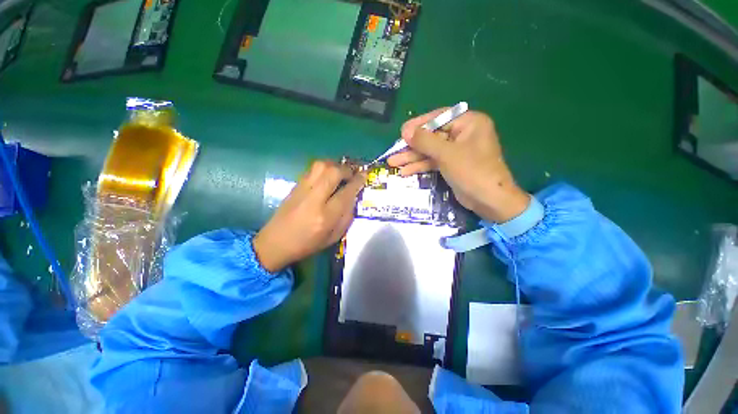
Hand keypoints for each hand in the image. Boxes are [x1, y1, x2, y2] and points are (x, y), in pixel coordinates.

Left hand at [253, 160, 365, 271]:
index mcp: (325, 216)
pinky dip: (324, 168)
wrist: (275, 243)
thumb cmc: (307, 244)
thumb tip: (353, 197)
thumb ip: (346, 217)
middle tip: (352, 174)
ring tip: (340, 173)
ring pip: (321, 166)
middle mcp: (314, 199)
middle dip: (346, 170)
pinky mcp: (295, 186)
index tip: (364, 176)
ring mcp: (302, 190)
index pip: (346, 193)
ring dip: (334, 165)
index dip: (357, 181)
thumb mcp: (333, 237)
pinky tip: (327, 176)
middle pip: (333, 172)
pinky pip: (312, 169)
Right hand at [387, 109, 529, 222]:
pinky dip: (420, 166)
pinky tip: (405, 171)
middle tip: (394, 151)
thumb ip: (425, 141)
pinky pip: (433, 161)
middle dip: (412, 146)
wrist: (489, 200)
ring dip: (412, 157)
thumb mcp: (447, 154)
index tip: (402, 132)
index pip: (439, 117)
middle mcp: (463, 134)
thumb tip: (405, 130)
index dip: (419, 124)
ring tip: (393, 163)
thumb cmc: (472, 171)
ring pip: (430, 150)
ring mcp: (456, 151)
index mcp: (469, 123)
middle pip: (432, 136)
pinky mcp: (452, 164)